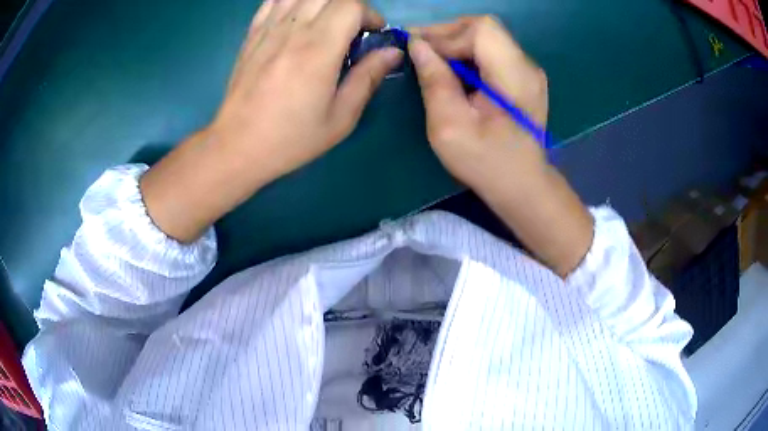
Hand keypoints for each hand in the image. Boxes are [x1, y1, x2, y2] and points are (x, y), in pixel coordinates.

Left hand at [212, 0, 402, 183]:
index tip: (373, 34)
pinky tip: (298, 19)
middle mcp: (293, 30)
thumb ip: (368, 78)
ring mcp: (268, 29)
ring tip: (326, 22)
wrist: (237, 146)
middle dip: (350, 6)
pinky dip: (293, 2)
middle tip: (353, 29)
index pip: (351, 5)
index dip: (370, 15)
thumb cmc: (291, 138)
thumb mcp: (340, 118)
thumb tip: (393, 52)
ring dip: (323, 2)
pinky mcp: (252, 34)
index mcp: (317, 50)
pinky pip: (275, 1)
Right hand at [410, 17, 592, 276]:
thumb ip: (434, 80)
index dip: (445, 33)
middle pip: (484, 28)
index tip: (417, 48)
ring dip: (455, 43)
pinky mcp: (523, 77)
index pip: (481, 29)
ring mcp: (528, 70)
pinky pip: (492, 51)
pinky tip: (452, 69)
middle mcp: (526, 65)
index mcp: (514, 75)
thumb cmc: (486, 162)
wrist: (522, 185)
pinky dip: (468, 54)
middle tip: (419, 50)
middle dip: (447, 34)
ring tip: (431, 59)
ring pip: (487, 37)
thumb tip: (417, 44)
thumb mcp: (450, 126)